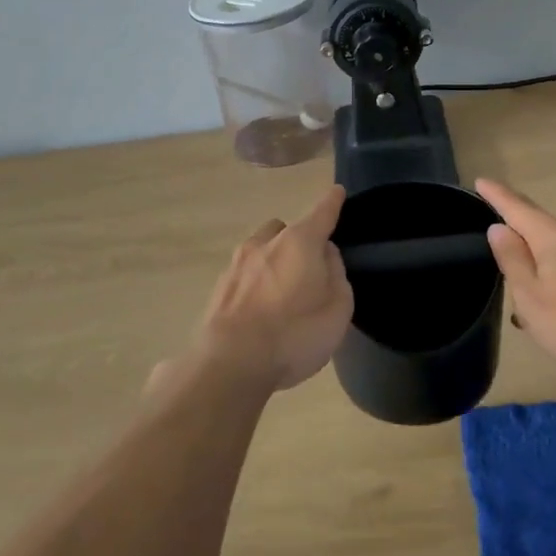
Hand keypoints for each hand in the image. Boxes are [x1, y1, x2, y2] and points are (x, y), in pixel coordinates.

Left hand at [193, 185, 353, 390]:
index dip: (332, 202)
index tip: (337, 192)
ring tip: (282, 293)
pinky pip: (244, 276)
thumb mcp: (337, 308)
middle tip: (310, 268)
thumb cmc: (295, 334)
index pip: (321, 213)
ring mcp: (236, 265)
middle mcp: (265, 244)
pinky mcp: (218, 290)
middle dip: (297, 239)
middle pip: (285, 229)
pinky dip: (255, 284)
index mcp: (299, 242)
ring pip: (260, 250)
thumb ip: (336, 275)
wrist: (230, 363)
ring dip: (273, 262)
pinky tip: (260, 312)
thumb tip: (326, 256)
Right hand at [476, 178, 555, 379]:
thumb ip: (512, 259)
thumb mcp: (531, 297)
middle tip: (509, 277)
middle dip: (524, 246)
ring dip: (548, 270)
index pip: (519, 208)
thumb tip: (499, 227)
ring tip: (540, 307)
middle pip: (544, 231)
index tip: (481, 181)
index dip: (498, 195)